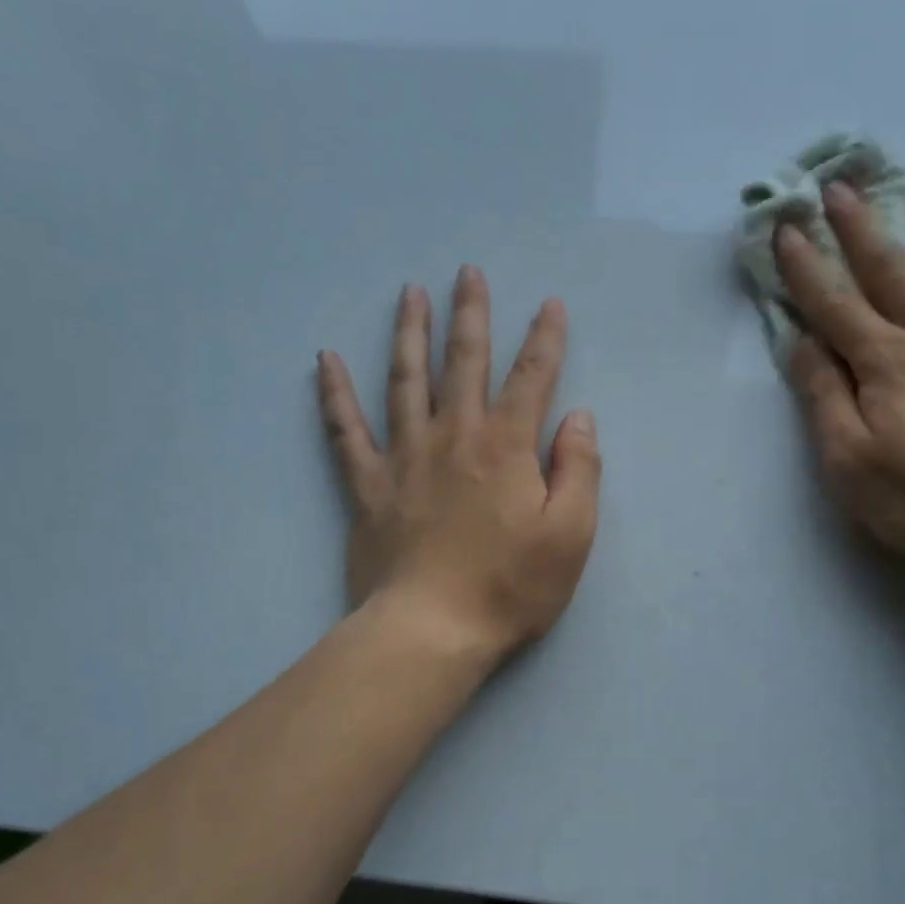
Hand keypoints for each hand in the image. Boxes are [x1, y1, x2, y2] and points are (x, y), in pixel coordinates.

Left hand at [317, 267, 601, 660]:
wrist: (431, 631)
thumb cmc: (511, 587)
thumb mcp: (571, 534)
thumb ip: (579, 470)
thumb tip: (578, 417)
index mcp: (506, 447)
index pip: (532, 378)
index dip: (545, 338)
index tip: (551, 304)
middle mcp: (454, 437)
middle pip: (463, 362)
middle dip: (471, 314)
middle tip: (467, 272)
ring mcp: (405, 457)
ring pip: (405, 380)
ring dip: (409, 332)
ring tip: (409, 292)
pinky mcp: (368, 486)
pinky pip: (345, 431)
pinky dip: (334, 394)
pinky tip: (325, 360)